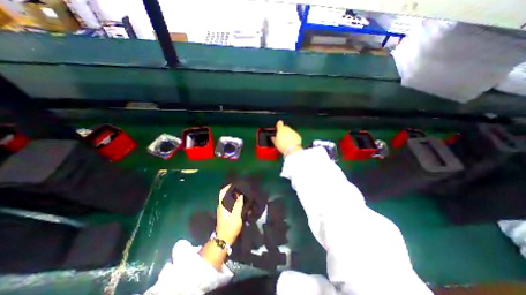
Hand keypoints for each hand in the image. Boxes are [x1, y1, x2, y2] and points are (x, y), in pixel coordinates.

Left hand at [215, 184, 243, 243]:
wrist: (223, 241)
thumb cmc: (229, 228)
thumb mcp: (236, 217)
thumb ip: (238, 205)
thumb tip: (241, 195)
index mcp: (222, 206)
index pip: (222, 192)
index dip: (227, 186)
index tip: (235, 183)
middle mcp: (221, 206)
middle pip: (225, 195)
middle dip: (232, 190)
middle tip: (241, 187)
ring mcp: (222, 210)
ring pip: (228, 199)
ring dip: (234, 196)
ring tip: (242, 193)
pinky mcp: (225, 214)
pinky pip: (229, 204)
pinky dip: (234, 201)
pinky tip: (241, 202)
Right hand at [273, 119, 301, 156]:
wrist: (292, 150)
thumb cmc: (282, 146)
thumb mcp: (275, 143)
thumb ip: (274, 138)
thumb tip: (273, 137)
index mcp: (281, 129)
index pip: (279, 123)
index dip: (279, 125)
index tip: (278, 127)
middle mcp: (287, 129)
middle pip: (285, 127)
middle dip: (284, 130)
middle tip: (282, 137)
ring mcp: (293, 131)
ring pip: (290, 131)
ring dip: (289, 134)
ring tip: (287, 141)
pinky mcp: (298, 135)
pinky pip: (294, 135)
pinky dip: (293, 137)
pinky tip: (291, 142)